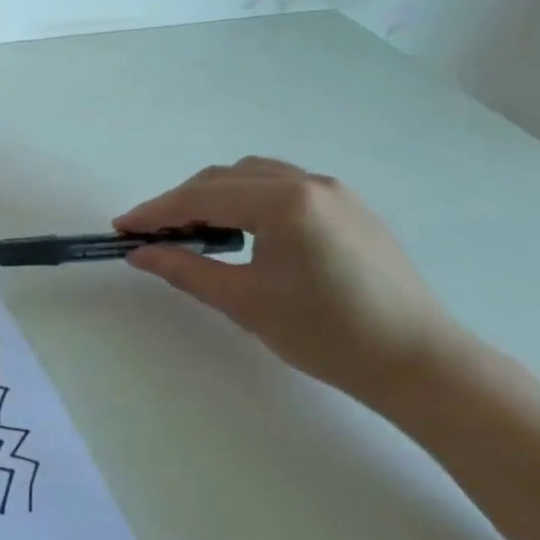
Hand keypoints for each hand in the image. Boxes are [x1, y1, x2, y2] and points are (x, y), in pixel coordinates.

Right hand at [114, 157, 465, 399]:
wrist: (418, 362)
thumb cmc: (325, 333)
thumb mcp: (244, 302)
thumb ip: (185, 269)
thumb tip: (140, 254)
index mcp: (285, 202)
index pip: (202, 196)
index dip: (156, 211)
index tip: (122, 228)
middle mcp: (309, 183)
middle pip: (225, 178)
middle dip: (182, 202)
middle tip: (152, 235)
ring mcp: (334, 193)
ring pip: (254, 177)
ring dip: (215, 197)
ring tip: (191, 232)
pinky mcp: (348, 209)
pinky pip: (282, 188)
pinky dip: (247, 201)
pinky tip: (239, 231)